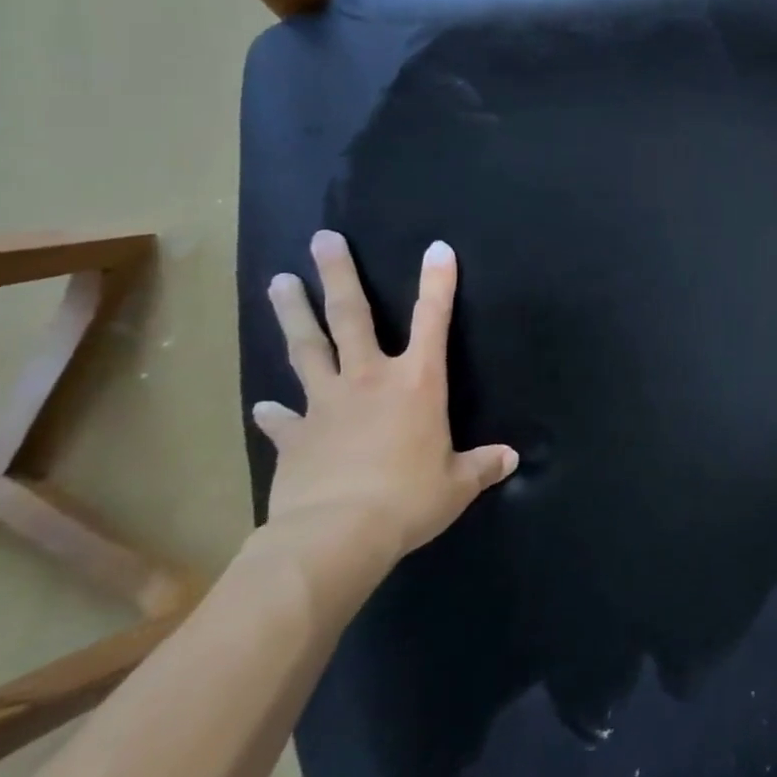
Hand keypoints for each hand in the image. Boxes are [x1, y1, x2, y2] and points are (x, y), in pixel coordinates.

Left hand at [252, 231, 517, 561]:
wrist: (335, 537)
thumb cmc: (408, 500)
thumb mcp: (457, 484)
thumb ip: (482, 466)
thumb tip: (512, 459)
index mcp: (416, 383)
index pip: (433, 321)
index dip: (438, 283)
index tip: (437, 248)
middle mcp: (369, 380)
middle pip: (351, 317)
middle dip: (338, 275)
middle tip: (322, 239)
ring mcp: (326, 404)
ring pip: (307, 348)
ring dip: (293, 314)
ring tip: (278, 281)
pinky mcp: (294, 437)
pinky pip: (283, 419)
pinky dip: (275, 412)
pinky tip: (264, 404)